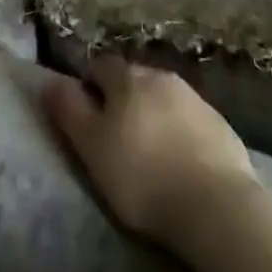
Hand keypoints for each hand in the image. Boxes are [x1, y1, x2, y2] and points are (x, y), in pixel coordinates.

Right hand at [45, 54, 259, 245]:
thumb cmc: (142, 176)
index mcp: (127, 77)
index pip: (100, 66)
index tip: (86, 114)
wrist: (216, 205)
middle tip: (117, 135)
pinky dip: (181, 132)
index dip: (90, 85)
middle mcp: (160, 76)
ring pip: (164, 98)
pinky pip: (191, 121)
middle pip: (134, 79)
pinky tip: (181, 161)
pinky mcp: (221, 126)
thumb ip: (69, 110)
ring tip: (150, 150)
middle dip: (123, 99)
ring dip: (154, 114)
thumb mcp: (92, 147)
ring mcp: (195, 98)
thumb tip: (50, 81)